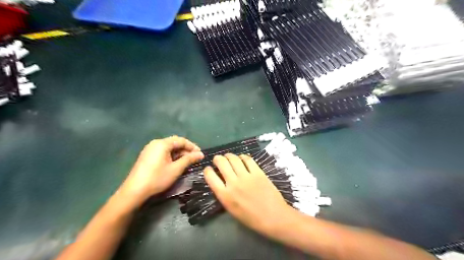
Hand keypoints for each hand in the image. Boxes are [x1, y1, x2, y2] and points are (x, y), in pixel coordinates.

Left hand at [118, 137, 203, 206]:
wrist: (134, 191)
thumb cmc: (157, 178)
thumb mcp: (176, 169)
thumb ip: (189, 159)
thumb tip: (201, 154)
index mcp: (162, 143)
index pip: (181, 140)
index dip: (192, 146)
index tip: (200, 154)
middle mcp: (155, 143)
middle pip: (174, 143)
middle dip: (186, 150)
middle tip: (195, 158)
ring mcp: (150, 149)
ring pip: (169, 148)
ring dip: (179, 153)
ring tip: (187, 162)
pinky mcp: (147, 156)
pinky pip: (163, 152)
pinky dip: (171, 156)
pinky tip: (176, 163)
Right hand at [204, 154, 290, 235]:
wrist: (273, 217)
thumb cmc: (251, 218)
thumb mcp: (231, 209)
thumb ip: (224, 194)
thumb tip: (221, 181)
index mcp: (225, 195)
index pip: (210, 176)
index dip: (207, 170)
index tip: (209, 169)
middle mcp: (233, 183)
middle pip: (221, 163)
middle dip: (217, 159)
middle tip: (218, 160)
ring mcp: (246, 176)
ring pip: (234, 158)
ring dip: (229, 155)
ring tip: (229, 157)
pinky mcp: (258, 172)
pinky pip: (248, 159)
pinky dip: (243, 156)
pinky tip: (242, 158)